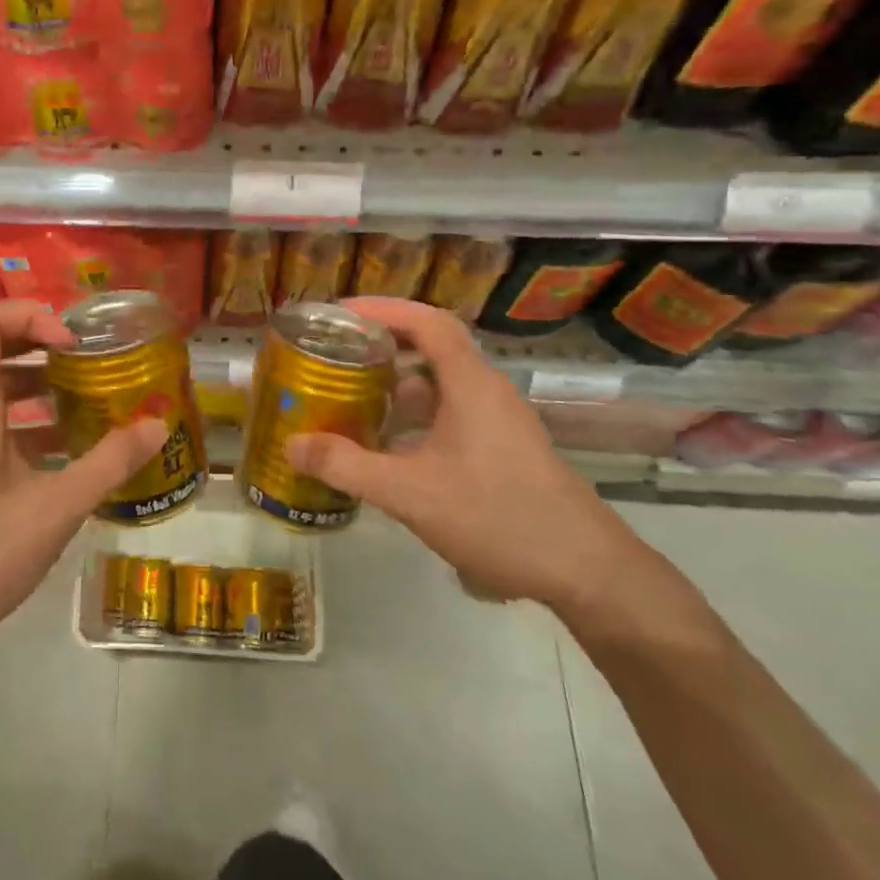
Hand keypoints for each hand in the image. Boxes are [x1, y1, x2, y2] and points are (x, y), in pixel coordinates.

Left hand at [0, 299, 165, 671]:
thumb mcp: (54, 509)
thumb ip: (109, 463)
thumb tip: (158, 425)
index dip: (32, 316)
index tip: (72, 346)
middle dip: (43, 348)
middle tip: (89, 365)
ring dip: (39, 389)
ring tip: (88, 406)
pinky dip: (27, 427)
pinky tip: (65, 460)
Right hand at [285, 296, 641, 613]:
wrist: (587, 571)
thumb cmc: (498, 516)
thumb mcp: (411, 493)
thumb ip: (348, 466)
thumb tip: (292, 443)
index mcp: (470, 383)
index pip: (426, 321)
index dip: (383, 308)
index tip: (340, 314)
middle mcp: (486, 391)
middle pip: (431, 347)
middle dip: (382, 345)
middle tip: (336, 355)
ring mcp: (499, 421)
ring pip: (441, 385)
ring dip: (398, 385)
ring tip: (353, 399)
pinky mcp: (504, 449)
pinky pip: (451, 414)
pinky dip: (416, 418)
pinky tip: (390, 450)